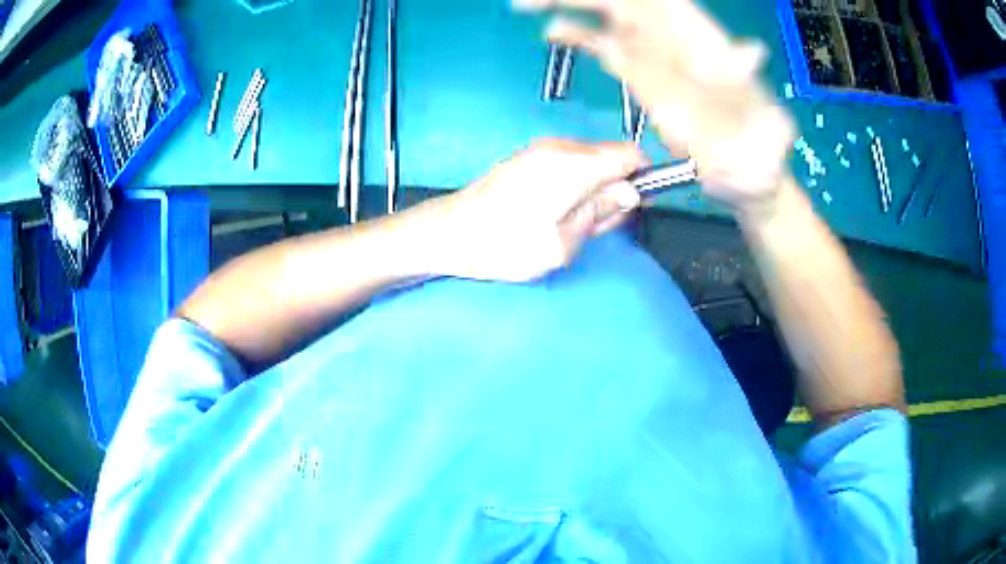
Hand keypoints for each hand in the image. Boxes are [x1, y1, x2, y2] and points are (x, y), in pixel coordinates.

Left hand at [431, 139, 646, 281]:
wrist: (449, 233)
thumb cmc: (505, 245)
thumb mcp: (563, 242)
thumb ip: (601, 212)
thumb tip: (630, 192)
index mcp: (574, 165)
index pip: (630, 154)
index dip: (645, 177)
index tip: (638, 205)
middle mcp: (561, 147)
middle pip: (612, 158)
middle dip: (617, 189)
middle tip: (596, 226)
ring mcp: (543, 149)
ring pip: (592, 162)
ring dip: (596, 190)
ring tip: (573, 225)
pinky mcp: (530, 158)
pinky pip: (571, 164)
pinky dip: (577, 185)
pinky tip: (557, 212)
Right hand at [515, 0, 796, 221]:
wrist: (749, 175)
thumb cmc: (763, 149)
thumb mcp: (765, 120)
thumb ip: (753, 89)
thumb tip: (752, 51)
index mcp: (705, 37)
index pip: (660, 1)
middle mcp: (675, 38)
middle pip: (623, 1)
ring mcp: (654, 55)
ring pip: (607, 15)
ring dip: (569, 6)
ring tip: (528, 4)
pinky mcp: (640, 76)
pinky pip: (603, 45)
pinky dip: (577, 35)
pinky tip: (553, 31)